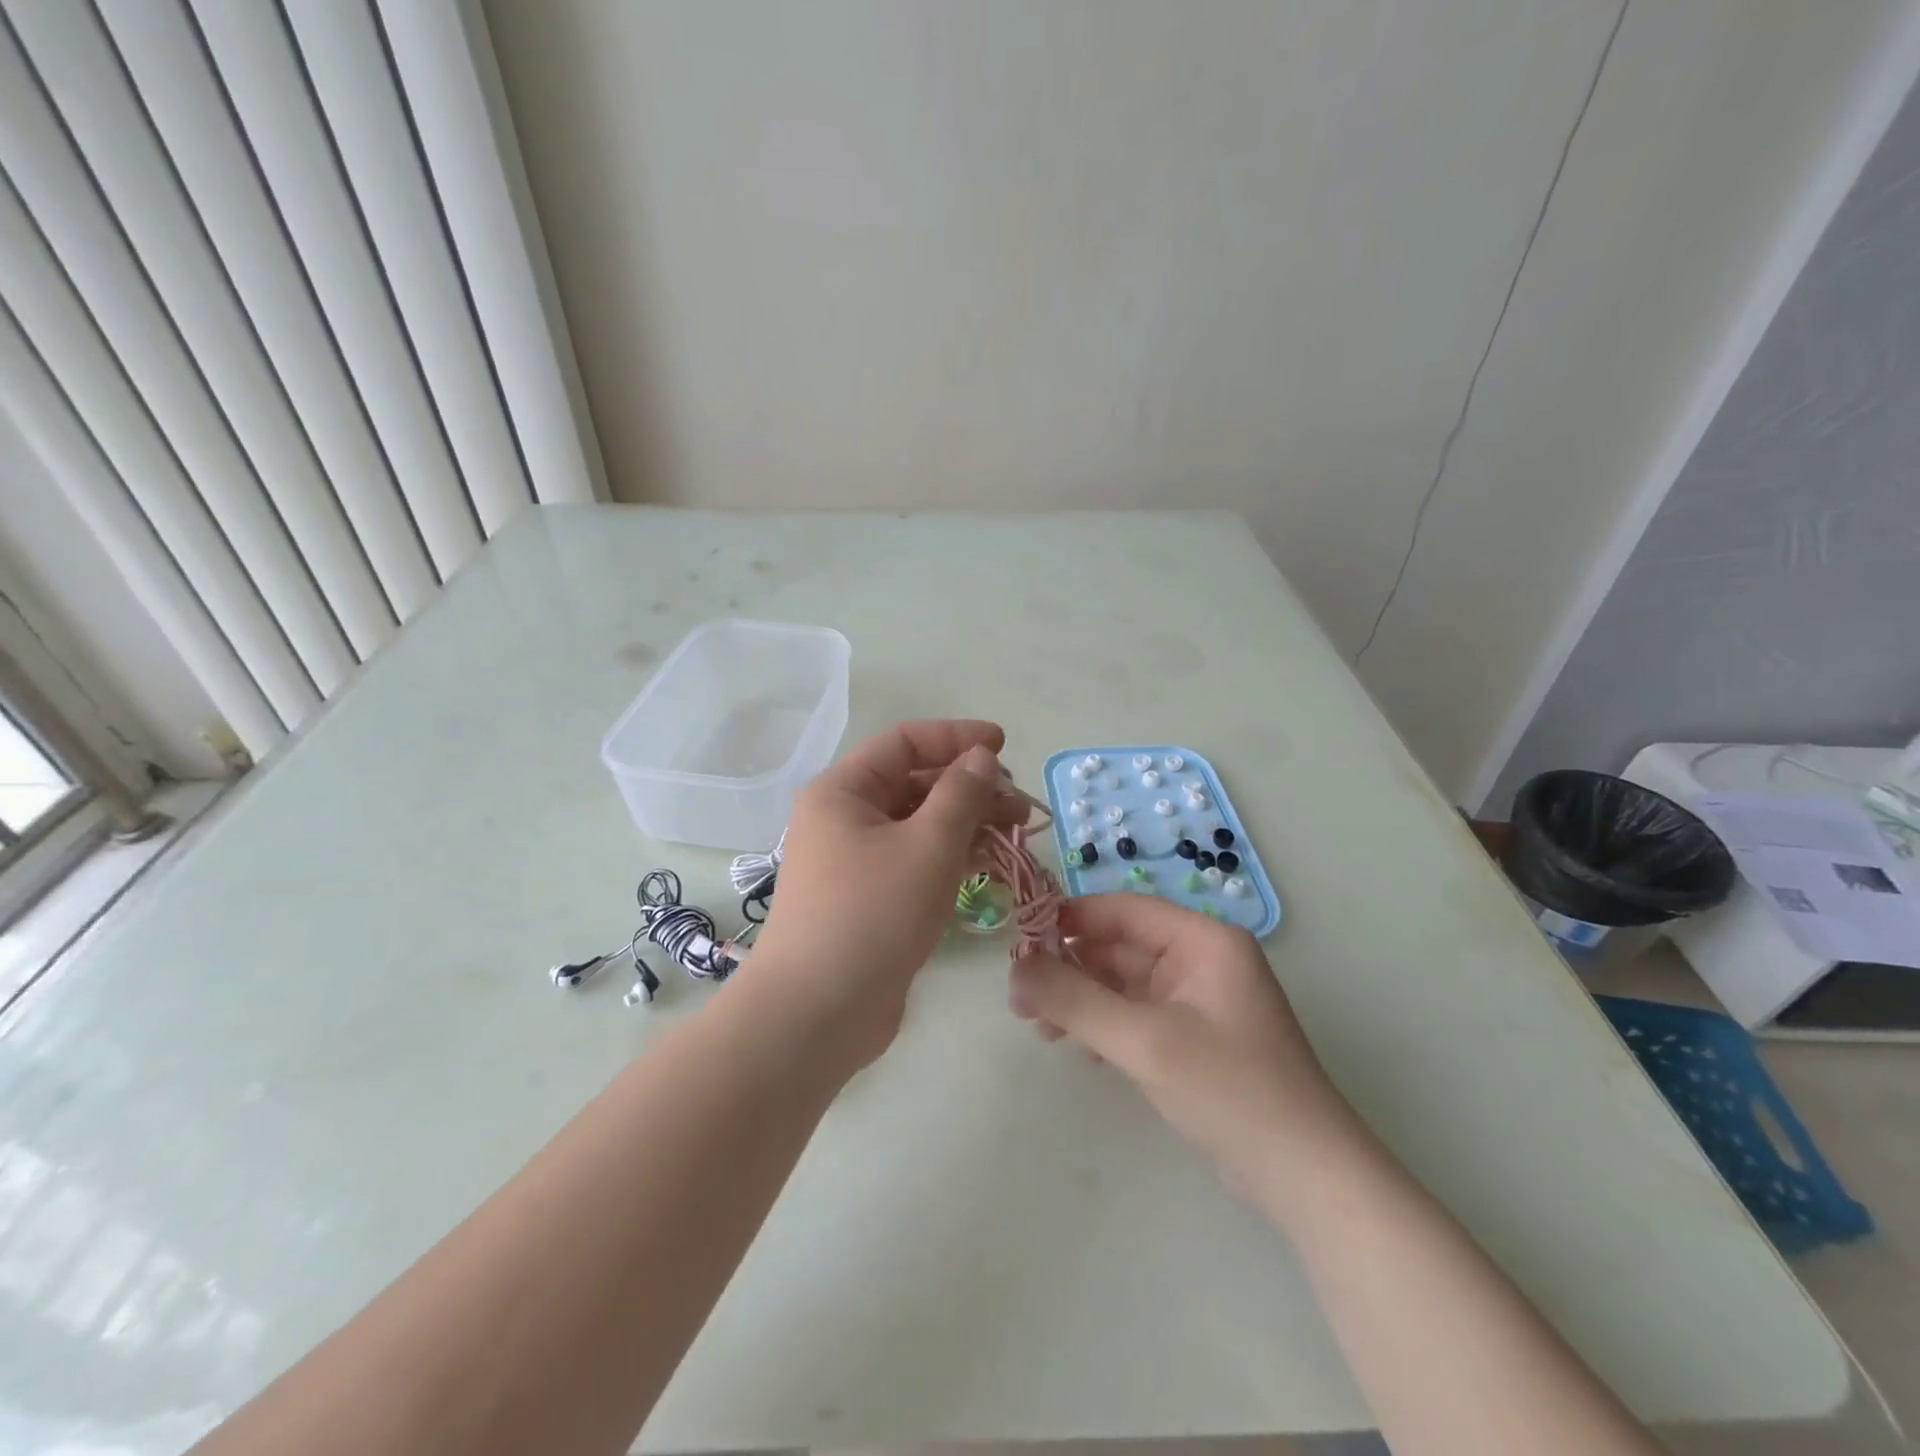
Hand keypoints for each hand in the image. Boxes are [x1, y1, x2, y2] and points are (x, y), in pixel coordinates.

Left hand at [746, 720, 1024, 1069]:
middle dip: (970, 787)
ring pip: (919, 825)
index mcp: (843, 791)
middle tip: (1021, 805)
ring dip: (968, 823)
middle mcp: (844, 818)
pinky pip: (916, 860)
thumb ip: (961, 795)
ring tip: (1017, 833)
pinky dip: (952, 856)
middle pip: (914, 784)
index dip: (956, 737)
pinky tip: (990, 863)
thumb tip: (980, 757)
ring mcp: (855, 861)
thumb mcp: (927, 847)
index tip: (1003, 746)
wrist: (818, 1014)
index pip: (904, 743)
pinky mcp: (870, 898)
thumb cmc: (871, 915)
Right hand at [1008, 893, 1358, 1195]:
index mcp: (1202, 940)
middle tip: (1020, 999)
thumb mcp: (1144, 1041)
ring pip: (1122, 982)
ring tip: (1039, 1028)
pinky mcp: (1192, 1036)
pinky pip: (1135, 1013)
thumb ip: (1074, 1000)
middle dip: (1068, 969)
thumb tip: (1014, 968)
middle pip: (1118, 947)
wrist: (1305, 1178)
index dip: (1069, 919)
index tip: (1020, 940)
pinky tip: (1080, 1050)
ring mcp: (1197, 1000)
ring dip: (1081, 1000)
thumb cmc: (1229, 1090)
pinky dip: (1104, 1025)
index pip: (1123, 910)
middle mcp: (1200, 960)